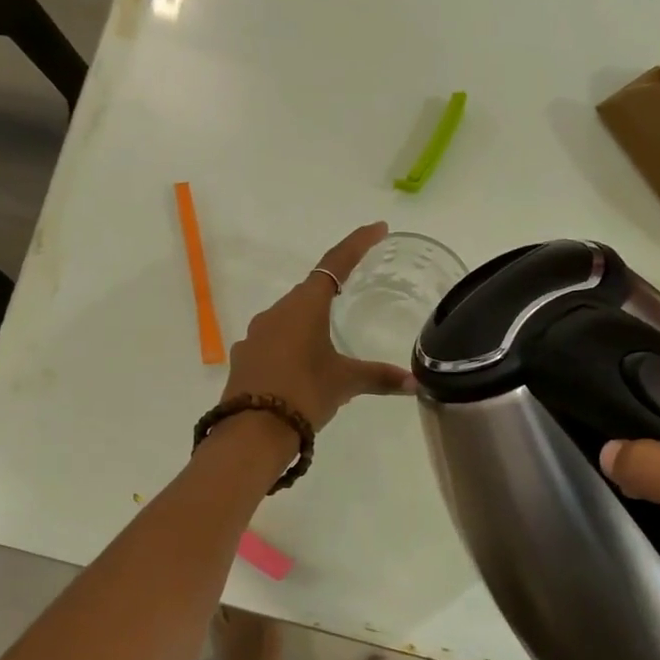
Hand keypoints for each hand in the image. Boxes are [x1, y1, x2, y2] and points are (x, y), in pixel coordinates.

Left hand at [221, 223, 415, 429]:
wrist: (252, 431)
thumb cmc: (304, 394)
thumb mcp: (345, 383)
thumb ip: (379, 377)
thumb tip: (414, 382)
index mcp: (305, 306)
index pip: (335, 263)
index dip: (357, 244)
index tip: (378, 229)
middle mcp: (276, 312)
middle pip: (309, 291)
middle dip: (331, 290)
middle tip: (354, 290)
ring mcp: (255, 334)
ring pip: (288, 317)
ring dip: (309, 321)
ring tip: (328, 340)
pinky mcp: (244, 357)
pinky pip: (273, 341)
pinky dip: (291, 345)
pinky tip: (301, 366)